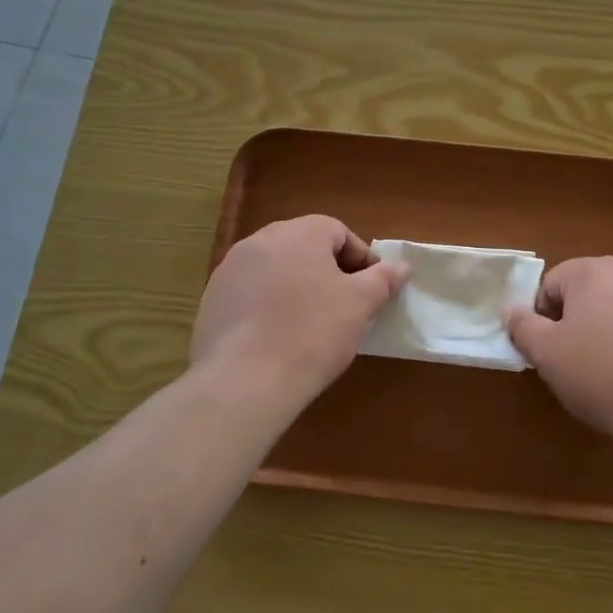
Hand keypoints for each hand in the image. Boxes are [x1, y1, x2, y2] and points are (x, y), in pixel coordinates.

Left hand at [191, 215, 406, 399]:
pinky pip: (250, 293)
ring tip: (310, 324)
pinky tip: (276, 337)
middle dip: (328, 271)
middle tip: (344, 306)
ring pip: (275, 269)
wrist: (245, 381)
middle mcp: (260, 240)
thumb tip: (401, 267)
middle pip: (304, 247)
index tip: (371, 290)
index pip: (338, 232)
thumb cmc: (313, 332)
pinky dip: (267, 306)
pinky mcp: (211, 300)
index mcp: (299, 233)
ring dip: (296, 287)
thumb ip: (383, 279)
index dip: (360, 259)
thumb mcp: (360, 304)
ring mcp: (229, 269)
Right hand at [506, 256, 612, 439]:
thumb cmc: (603, 375)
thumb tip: (512, 310)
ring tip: (608, 374)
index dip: (541, 319)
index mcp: (592, 271)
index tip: (548, 353)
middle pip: (586, 293)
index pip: (550, 285)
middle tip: (574, 364)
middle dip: (575, 323)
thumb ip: (523, 326)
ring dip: (606, 333)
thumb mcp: (548, 355)